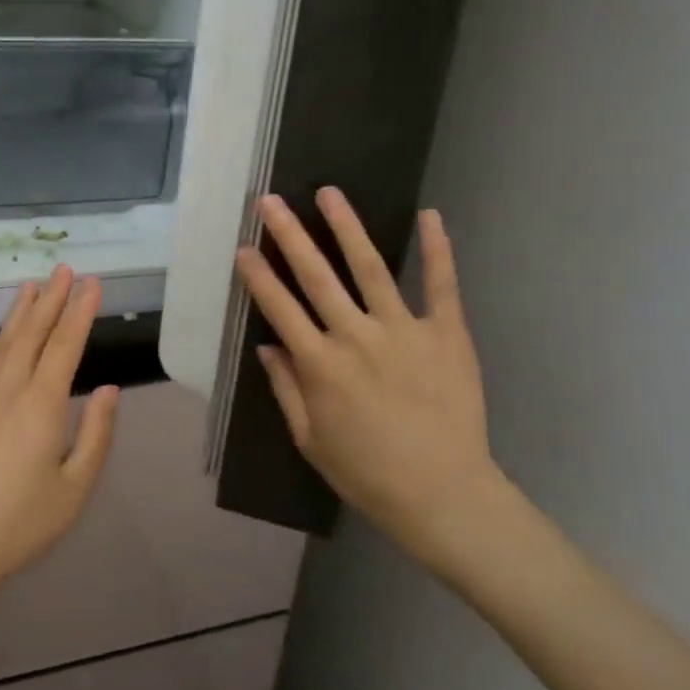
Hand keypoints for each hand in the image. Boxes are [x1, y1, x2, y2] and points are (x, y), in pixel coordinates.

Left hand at [0, 265, 117, 616]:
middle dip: (51, 298)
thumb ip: (96, 436)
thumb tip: (110, 389)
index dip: (80, 310)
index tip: (91, 282)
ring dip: (20, 311)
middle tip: (64, 268)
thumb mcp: (73, 490)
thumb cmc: (17, 525)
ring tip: (31, 285)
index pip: (66, 344)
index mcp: (42, 403)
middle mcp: (9, 388)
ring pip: (3, 342)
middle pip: (33, 332)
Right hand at [235, 192, 506, 572]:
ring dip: (347, 228)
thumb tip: (267, 345)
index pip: (280, 308)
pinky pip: (442, 285)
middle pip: (316, 276)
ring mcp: (404, 331)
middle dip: (289, 235)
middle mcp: (356, 337)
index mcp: (320, 365)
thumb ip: (286, 388)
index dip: (257, 276)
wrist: (445, 496)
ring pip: (370, 268)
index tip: (242, 247)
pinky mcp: (447, 335)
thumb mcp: (310, 439)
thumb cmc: (368, 473)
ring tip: (329, 193)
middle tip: (270, 202)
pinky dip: (437, 249)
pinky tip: (429, 215)